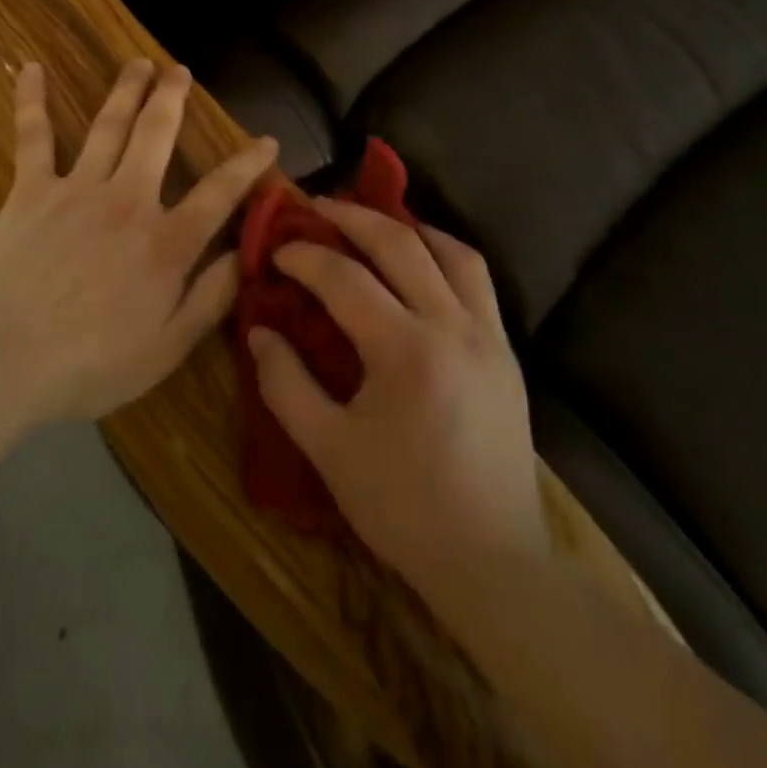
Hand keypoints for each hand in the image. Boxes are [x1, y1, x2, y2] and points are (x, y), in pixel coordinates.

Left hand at [0, 59, 277, 426]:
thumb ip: (210, 298)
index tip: (267, 140)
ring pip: (108, 125)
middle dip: (173, 99)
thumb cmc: (89, 365)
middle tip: (181, 71)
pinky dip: (31, 101)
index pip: (219, 193)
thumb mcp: (166, 348)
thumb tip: (245, 254)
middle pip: (157, 135)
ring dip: (126, 90)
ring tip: (139, 63)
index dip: (247, 164)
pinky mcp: (30, 191)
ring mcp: (77, 189)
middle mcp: (128, 201)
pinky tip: (31, 68)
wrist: (1, 362)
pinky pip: (33, 137)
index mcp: (165, 242)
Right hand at [247, 201, 545, 596]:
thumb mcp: (328, 450)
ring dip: (407, 227)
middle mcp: (453, 326)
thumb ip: (285, 384)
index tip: (277, 251)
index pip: (344, 278)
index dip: (305, 257)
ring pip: (452, 251)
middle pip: (400, 244)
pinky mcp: (506, 351)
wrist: (492, 561)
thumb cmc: (403, 507)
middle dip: (352, 217)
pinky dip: (445, 254)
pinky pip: (478, 279)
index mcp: (406, 350)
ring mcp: (488, 334)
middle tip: (317, 206)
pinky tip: (421, 263)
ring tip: (373, 224)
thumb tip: (260, 329)